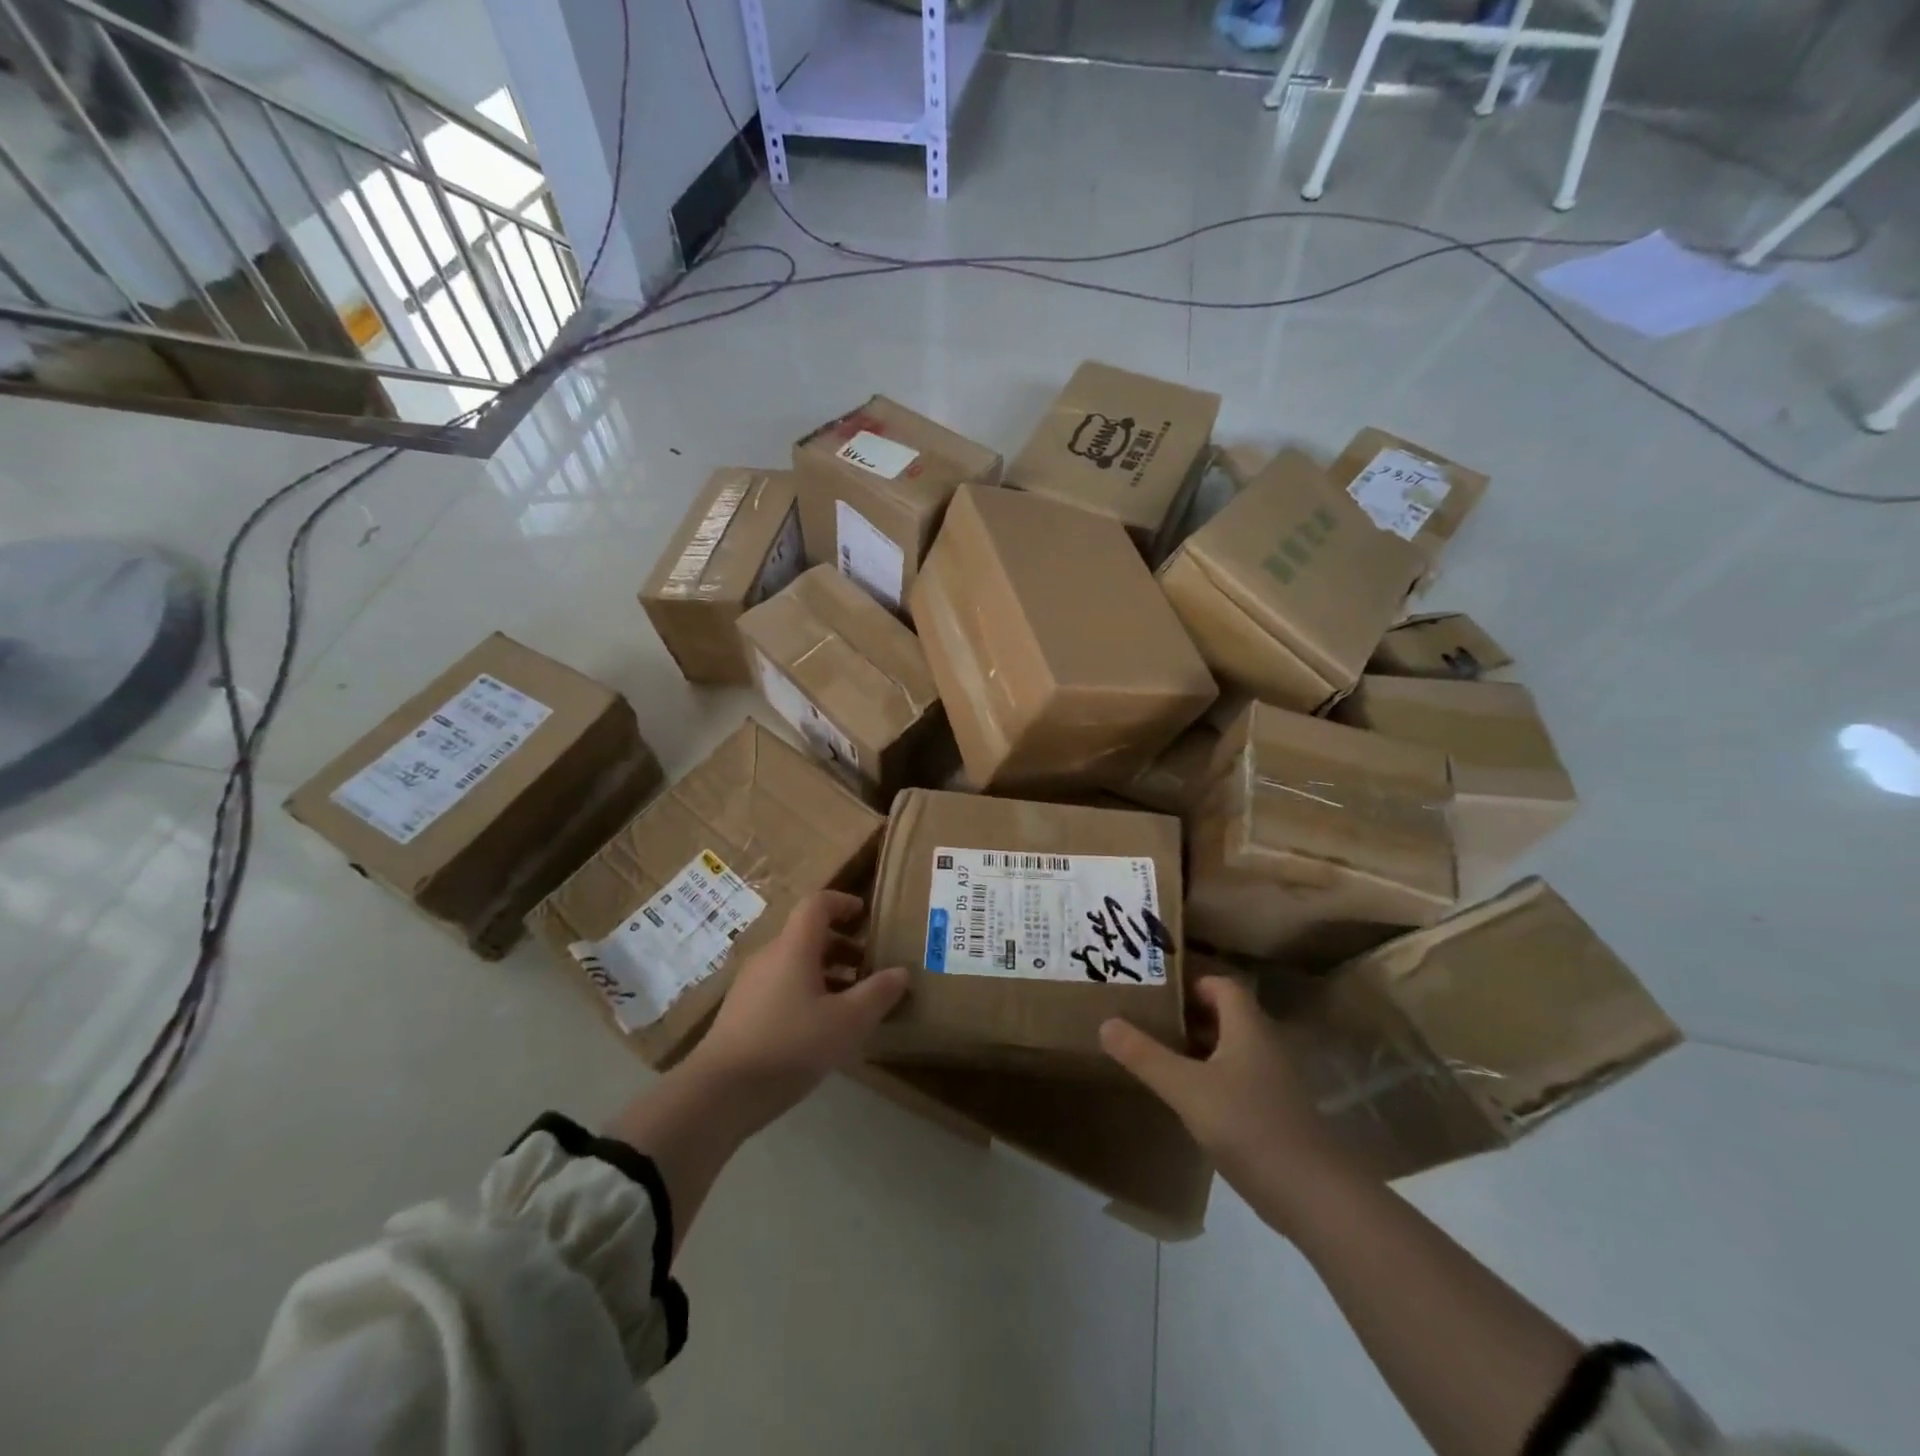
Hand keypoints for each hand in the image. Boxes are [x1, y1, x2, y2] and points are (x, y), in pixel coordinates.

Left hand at [684, 891, 908, 1127]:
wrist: (719, 1093)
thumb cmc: (790, 1045)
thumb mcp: (847, 1022)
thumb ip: (877, 994)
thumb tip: (901, 972)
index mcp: (793, 947)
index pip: (817, 904)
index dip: (843, 903)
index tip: (866, 916)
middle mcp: (770, 956)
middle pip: (808, 935)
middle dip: (843, 945)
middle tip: (870, 967)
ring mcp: (751, 985)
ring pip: (795, 964)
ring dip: (827, 972)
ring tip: (853, 1001)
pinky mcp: (742, 1013)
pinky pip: (782, 987)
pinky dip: (808, 992)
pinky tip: (822, 1028)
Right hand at [1101, 976, 1353, 1231]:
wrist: (1314, 1195)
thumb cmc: (1249, 1126)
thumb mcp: (1187, 1089)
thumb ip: (1146, 1056)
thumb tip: (1106, 1023)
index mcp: (1248, 1028)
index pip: (1222, 985)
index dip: (1192, 982)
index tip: (1156, 990)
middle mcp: (1264, 1046)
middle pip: (1225, 1016)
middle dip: (1188, 1015)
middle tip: (1147, 1019)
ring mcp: (1272, 1082)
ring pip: (1230, 1050)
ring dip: (1198, 1048)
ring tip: (1157, 1054)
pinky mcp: (1274, 1113)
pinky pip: (1236, 1080)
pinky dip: (1210, 1079)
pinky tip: (1186, 1098)